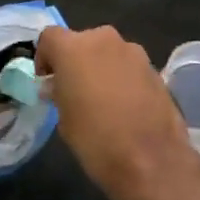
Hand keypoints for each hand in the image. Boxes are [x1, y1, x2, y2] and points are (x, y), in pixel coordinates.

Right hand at [34, 25, 199, 199]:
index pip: (49, 37)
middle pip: (82, 41)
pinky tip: (126, 107)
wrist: (153, 162)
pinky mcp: (155, 67)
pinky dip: (122, 78)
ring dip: (101, 68)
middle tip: (74, 91)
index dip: (45, 57)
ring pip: (107, 52)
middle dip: (75, 61)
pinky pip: (128, 66)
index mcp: (73, 48)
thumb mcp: (64, 121)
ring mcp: (133, 51)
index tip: (48, 81)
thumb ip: (59, 93)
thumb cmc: (97, 141)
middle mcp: (104, 39)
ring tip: (103, 101)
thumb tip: (60, 87)